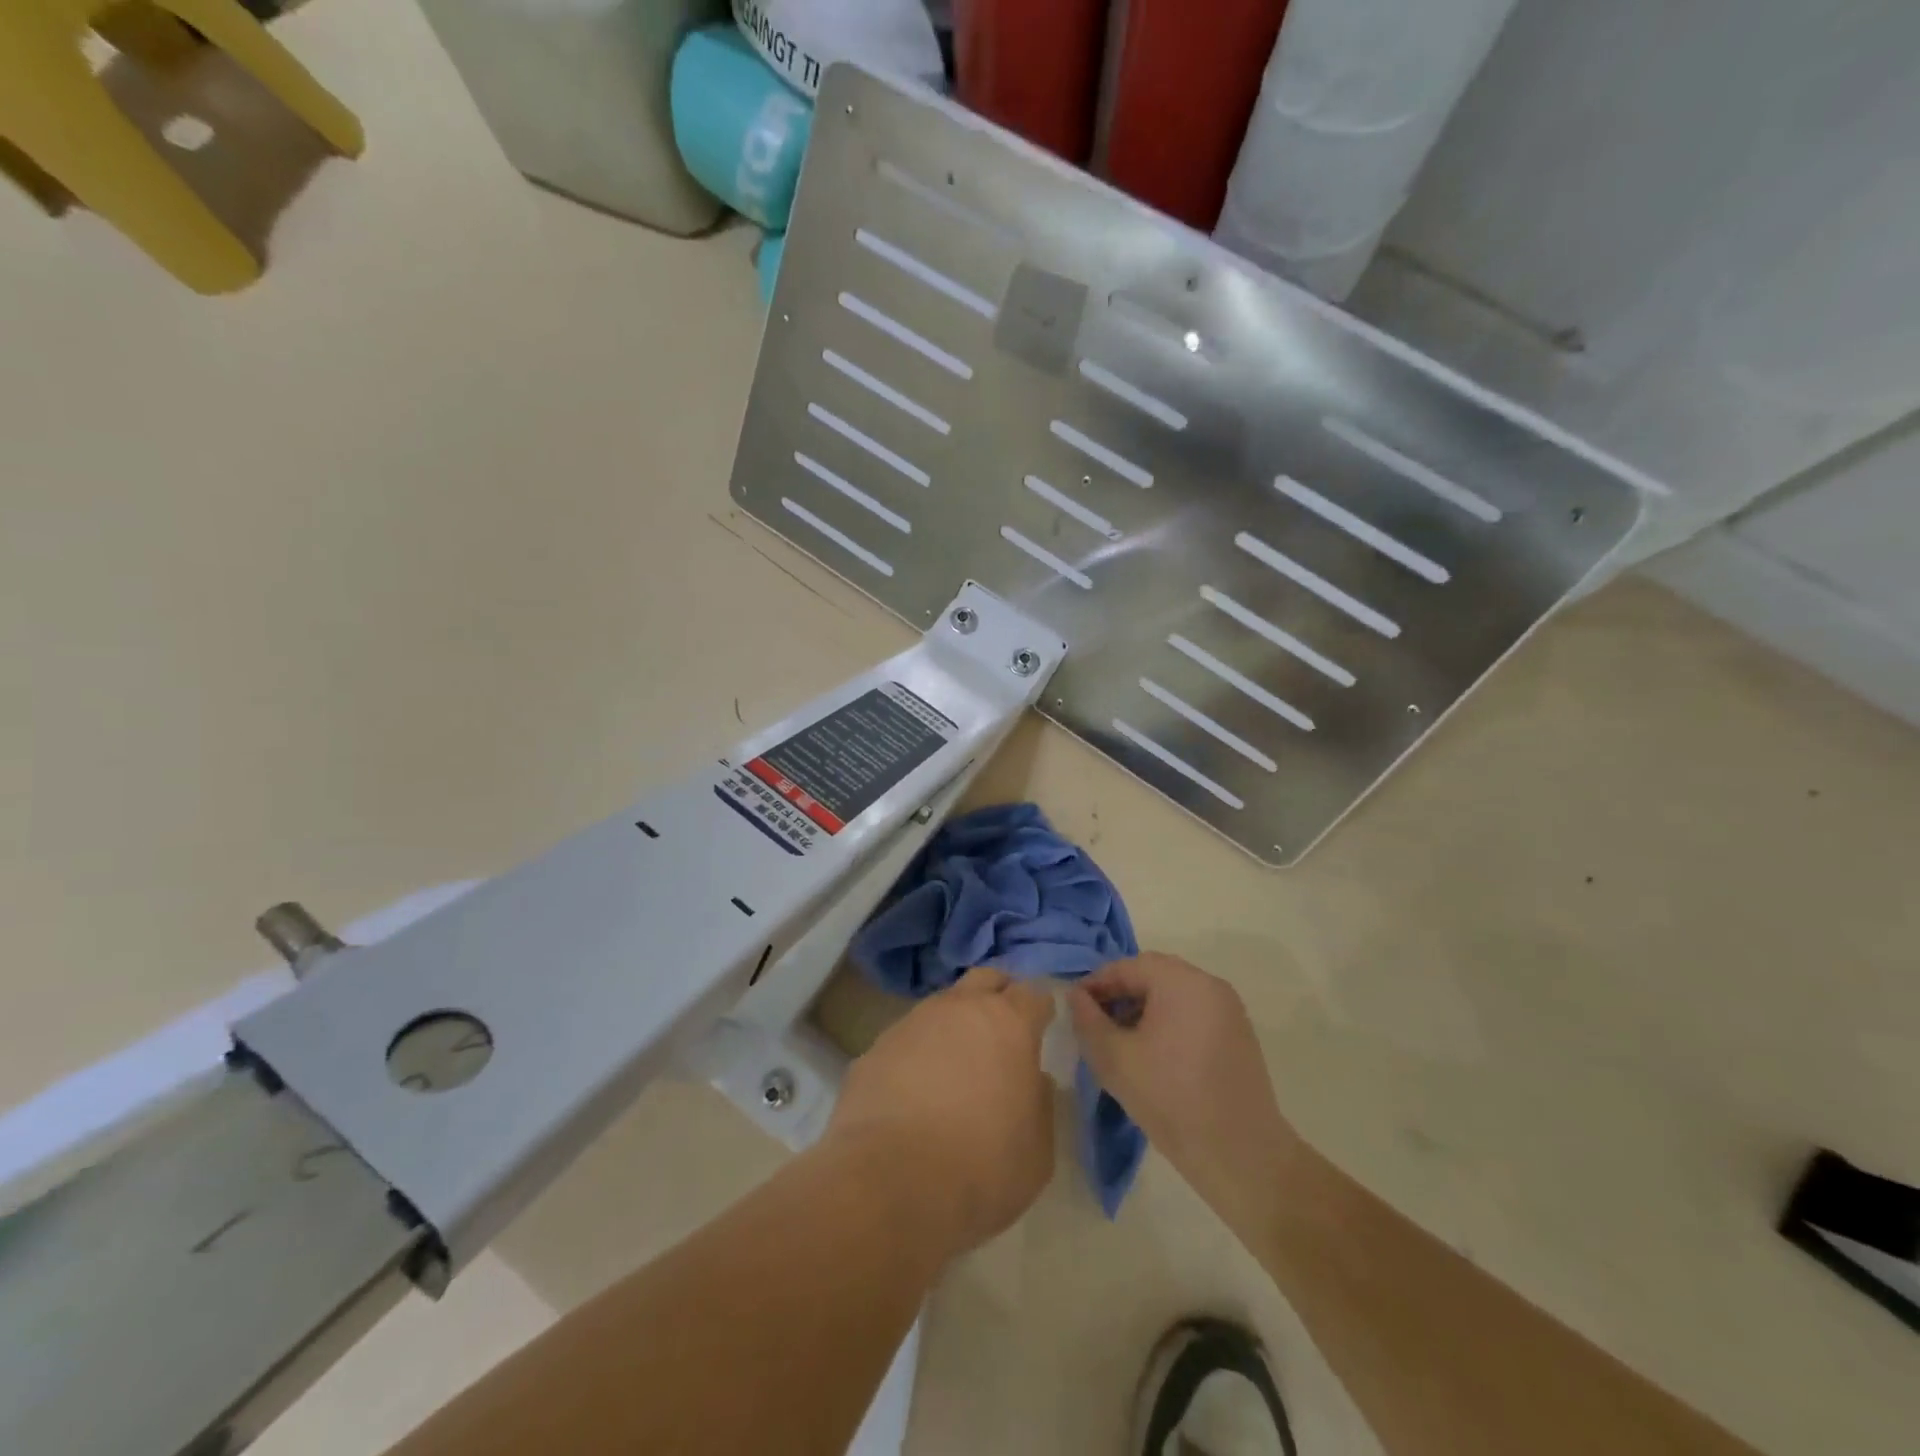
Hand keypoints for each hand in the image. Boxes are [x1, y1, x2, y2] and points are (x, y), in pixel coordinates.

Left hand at [828, 968, 1054, 1260]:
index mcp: (1008, 1024)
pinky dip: (918, 1053)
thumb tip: (1031, 1079)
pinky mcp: (876, 1047)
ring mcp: (913, 1022)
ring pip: (942, 1006)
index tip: (1042, 1027)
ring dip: (955, 1024)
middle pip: (985, 979)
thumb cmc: (980, 1169)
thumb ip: (1039, 1103)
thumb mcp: (1037, 1151)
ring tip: (957, 1064)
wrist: (888, 1183)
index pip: (1033, 994)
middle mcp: (960, 1009)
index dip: (1040, 1009)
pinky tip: (915, 1090)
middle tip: (1003, 1028)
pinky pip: (907, 1039)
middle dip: (998, 994)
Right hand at [1068, 953, 1296, 1228]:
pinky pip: (1194, 1012)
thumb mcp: (1114, 1058)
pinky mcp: (1239, 1034)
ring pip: (1174, 993)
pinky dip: (1169, 1020)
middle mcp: (1209, 984)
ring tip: (1121, 1039)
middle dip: (1121, 993)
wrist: (1240, 1154)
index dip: (1097, 983)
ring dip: (1144, 1006)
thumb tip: (1076, 996)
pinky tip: (1154, 1053)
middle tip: (1096, 1020)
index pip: (1128, 966)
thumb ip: (1088, 1020)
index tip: (1075, 1006)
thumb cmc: (1170, 1098)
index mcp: (1181, 981)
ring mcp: (1229, 1009)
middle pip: (1154, 975)